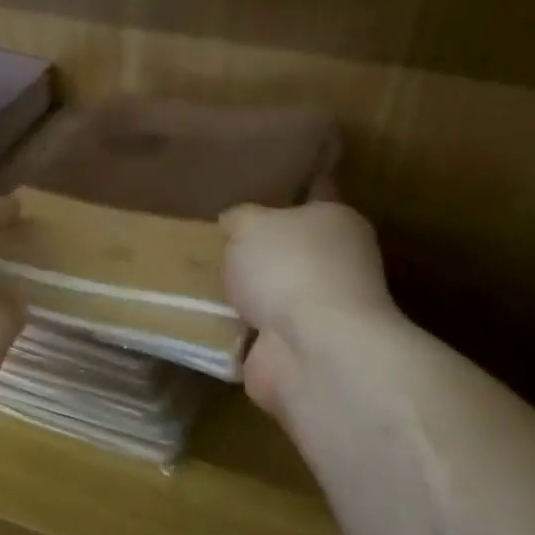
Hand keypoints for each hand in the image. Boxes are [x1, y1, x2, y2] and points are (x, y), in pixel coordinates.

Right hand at [219, 198, 393, 421]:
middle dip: (259, 249)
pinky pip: (256, 333)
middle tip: (214, 239)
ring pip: (273, 294)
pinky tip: (201, 320)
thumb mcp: (251, 224)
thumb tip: (234, 223)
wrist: (310, 349)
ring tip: (196, 280)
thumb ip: (239, 218)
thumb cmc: (289, 267)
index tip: (271, 183)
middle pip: (292, 249)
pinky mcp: (296, 350)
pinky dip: (234, 331)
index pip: (317, 194)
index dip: (295, 188)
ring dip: (244, 295)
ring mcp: (318, 313)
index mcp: (337, 223)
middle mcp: (337, 265)